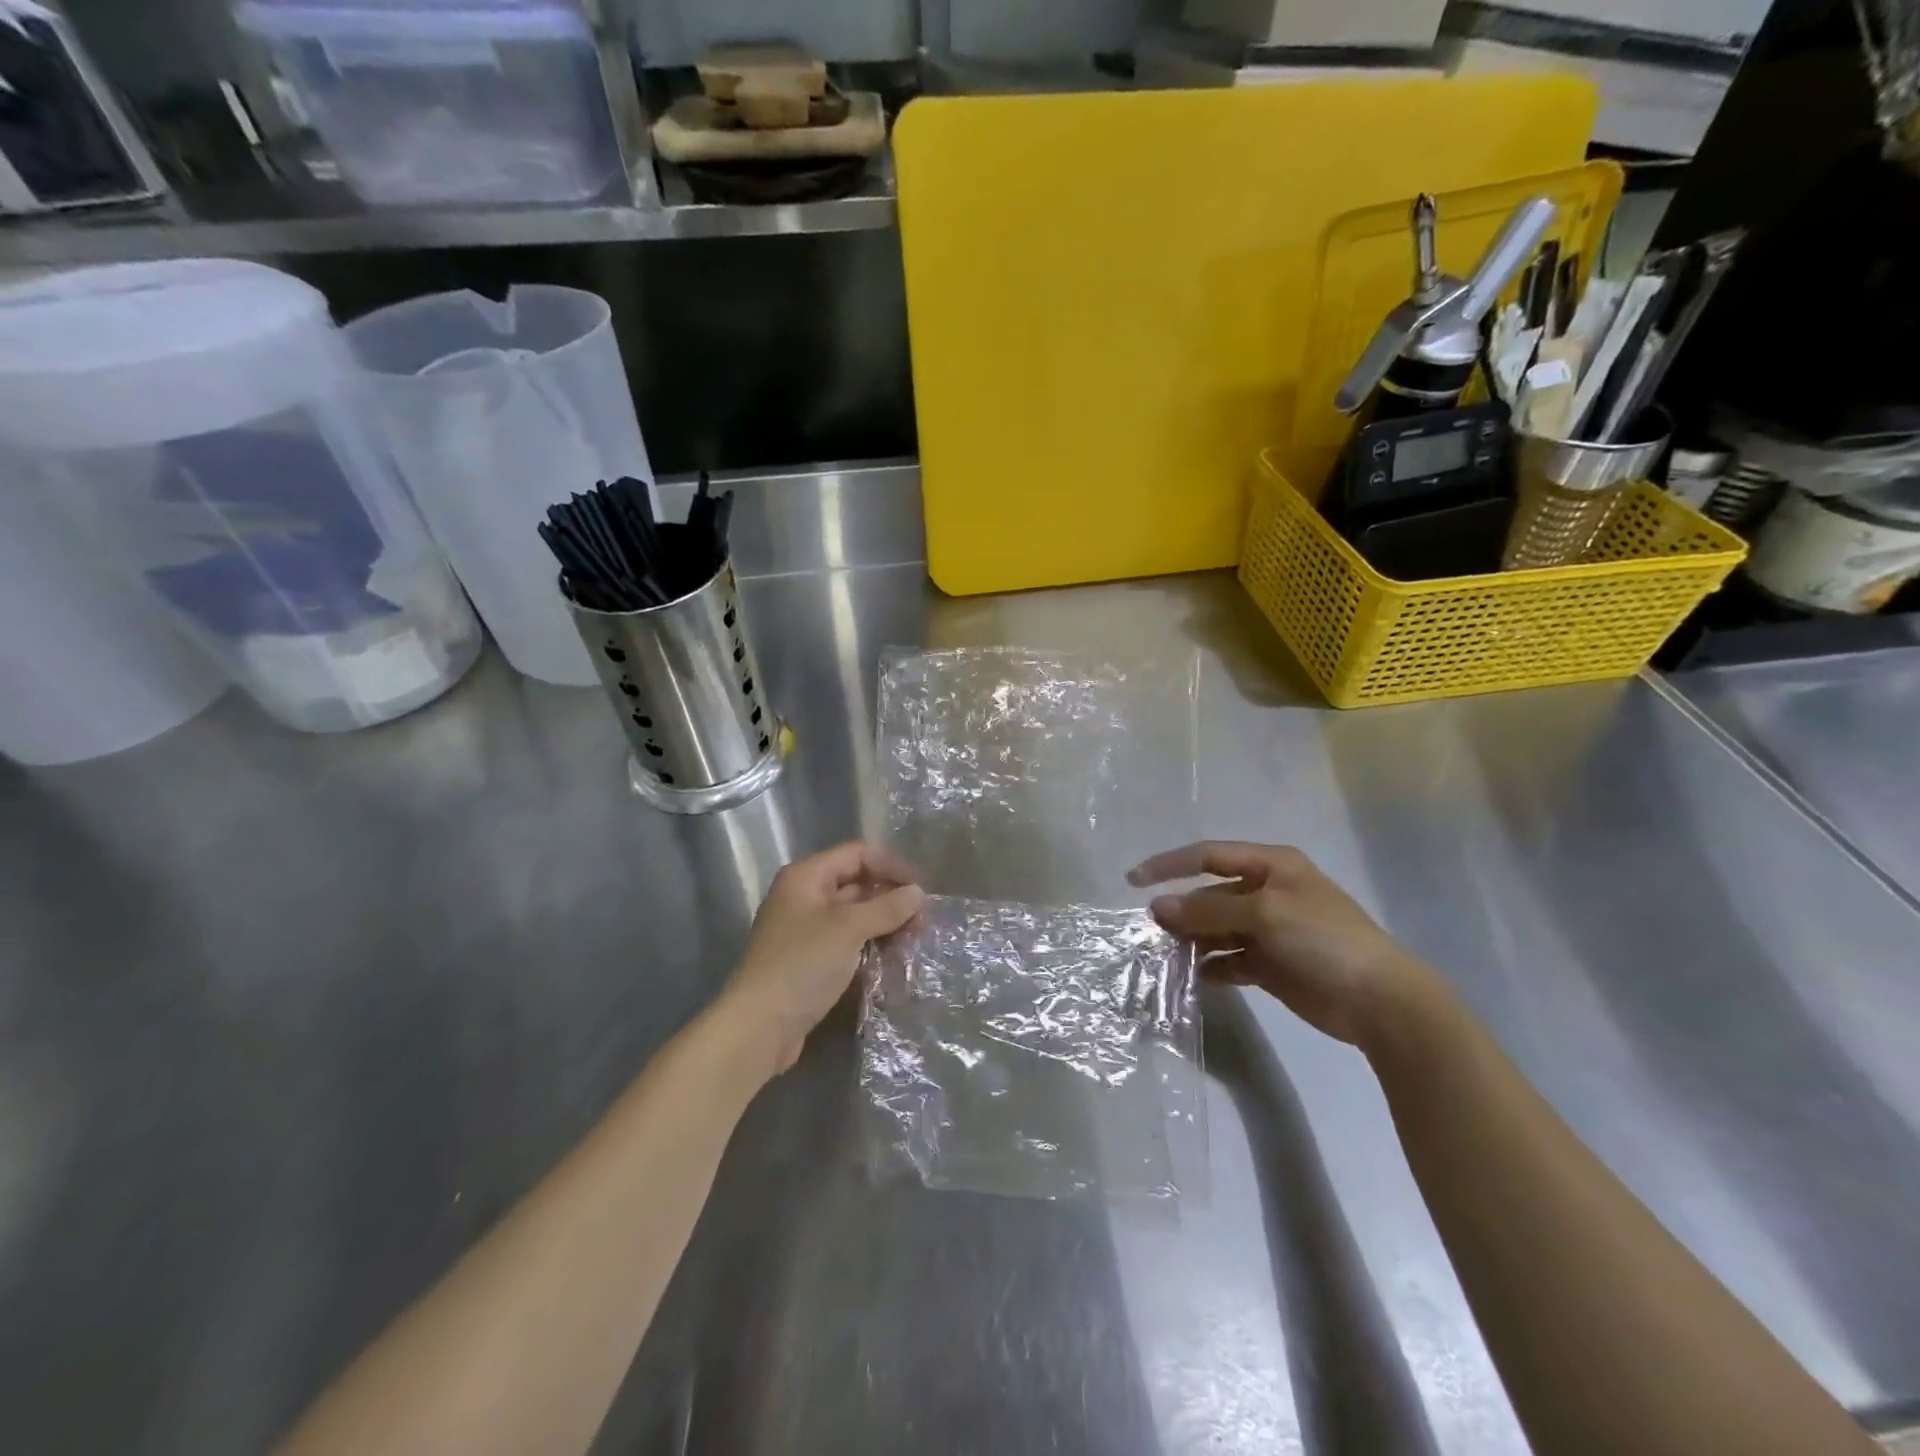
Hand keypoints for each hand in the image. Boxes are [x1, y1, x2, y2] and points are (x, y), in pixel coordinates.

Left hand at [720, 841, 925, 1076]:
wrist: (758, 1027)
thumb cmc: (802, 965)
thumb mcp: (848, 929)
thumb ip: (886, 907)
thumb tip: (919, 893)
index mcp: (807, 876)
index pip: (857, 854)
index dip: (891, 866)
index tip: (922, 889)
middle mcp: (804, 896)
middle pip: (857, 884)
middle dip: (891, 898)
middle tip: (923, 920)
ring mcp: (806, 930)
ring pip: (854, 916)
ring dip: (884, 924)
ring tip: (913, 940)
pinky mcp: (810, 960)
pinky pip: (847, 942)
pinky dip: (870, 945)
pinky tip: (892, 958)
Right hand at [1129, 841, 1433, 1046]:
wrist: (1379, 1001)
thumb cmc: (1323, 940)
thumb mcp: (1264, 914)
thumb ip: (1208, 909)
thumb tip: (1158, 906)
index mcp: (1271, 866)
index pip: (1208, 855)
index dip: (1169, 864)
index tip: (1133, 880)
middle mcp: (1266, 892)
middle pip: (1210, 894)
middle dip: (1181, 909)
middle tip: (1151, 930)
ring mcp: (1268, 930)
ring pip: (1216, 928)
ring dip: (1192, 939)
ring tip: (1166, 955)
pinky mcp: (1270, 964)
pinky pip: (1229, 959)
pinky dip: (1210, 966)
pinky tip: (1193, 977)